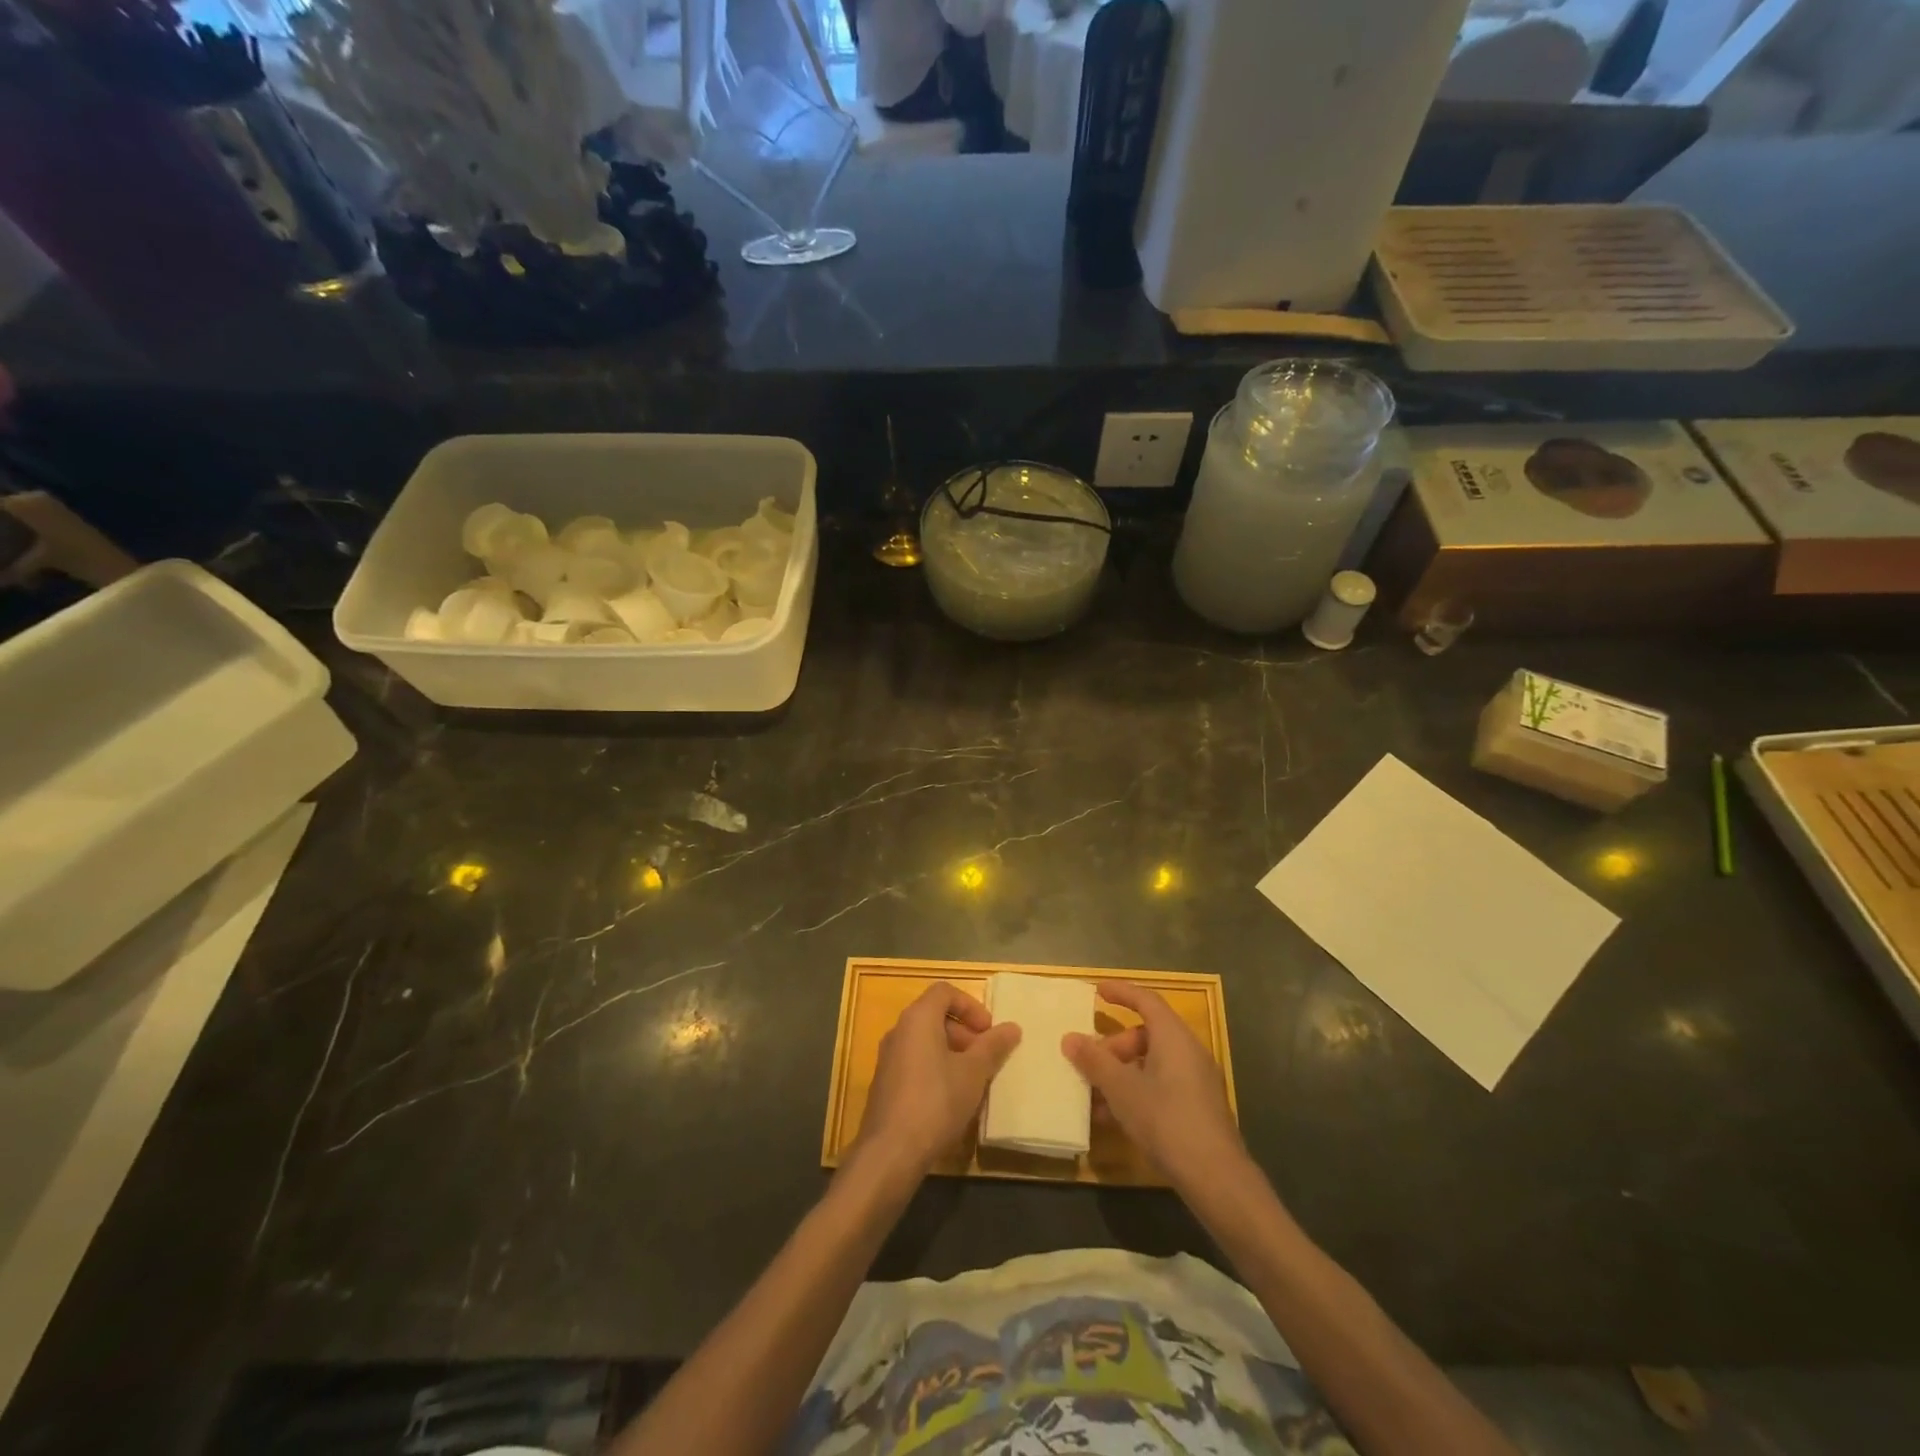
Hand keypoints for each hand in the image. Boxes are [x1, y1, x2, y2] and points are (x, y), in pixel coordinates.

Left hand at [855, 983, 1021, 1181]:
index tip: (988, 1030)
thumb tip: (1012, 1027)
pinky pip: (914, 1062)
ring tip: (972, 1080)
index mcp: (918, 1018)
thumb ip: (993, 1046)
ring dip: (951, 1052)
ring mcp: (888, 1058)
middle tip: (984, 1056)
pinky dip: (935, 1068)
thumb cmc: (936, 1102)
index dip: (971, 1006)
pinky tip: (950, 1099)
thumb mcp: (973, 1073)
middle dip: (964, 1031)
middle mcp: (898, 1031)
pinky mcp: (884, 1084)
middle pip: (934, 1015)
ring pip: (924, 1041)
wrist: (890, 1153)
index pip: (945, 992)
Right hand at [1064, 981, 1244, 1189]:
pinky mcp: (1196, 1107)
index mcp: (1173, 1037)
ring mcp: (1195, 1081)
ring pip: (1150, 1063)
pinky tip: (1112, 1118)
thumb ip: (1095, 1061)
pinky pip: (1160, 1085)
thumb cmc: (1166, 1120)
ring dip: (1120, 1074)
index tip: (1097, 991)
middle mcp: (1188, 1051)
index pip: (1146, 1000)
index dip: (1121, 992)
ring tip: (1093, 1096)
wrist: (1216, 1178)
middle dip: (1114, 1046)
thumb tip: (1069, 1038)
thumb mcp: (1122, 1089)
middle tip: (1090, 1063)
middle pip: (1146, 1034)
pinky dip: (1135, 1092)